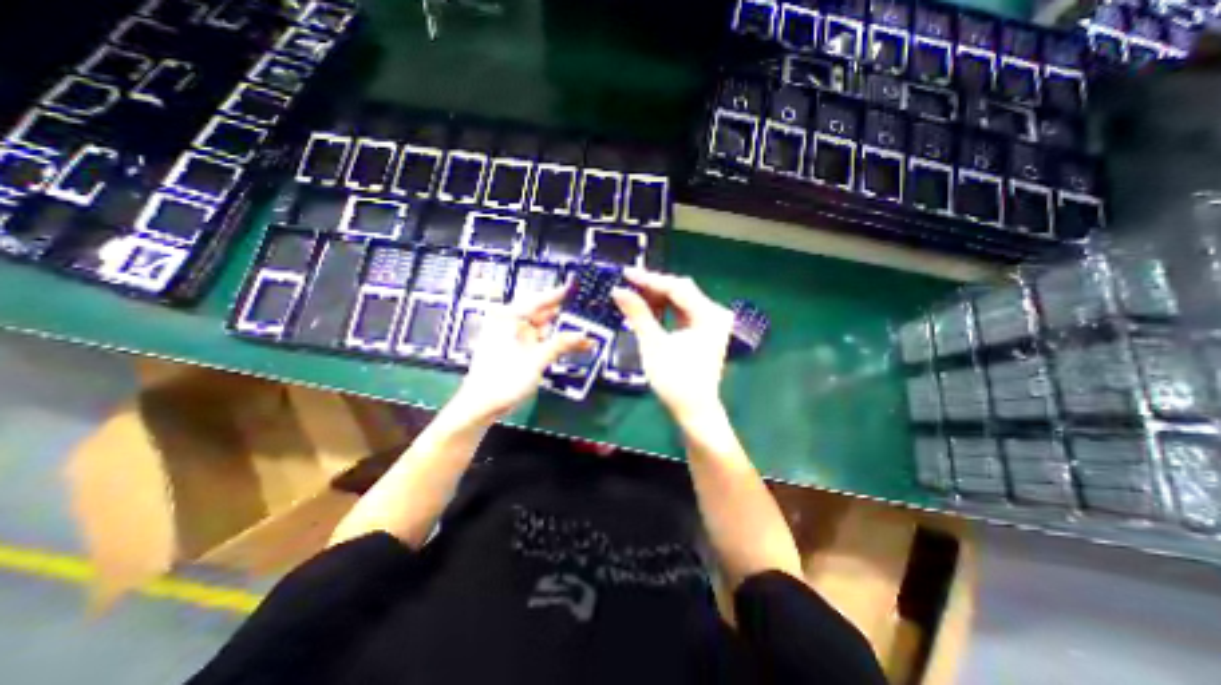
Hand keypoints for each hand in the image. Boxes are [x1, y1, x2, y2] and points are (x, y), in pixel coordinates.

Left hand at [452, 287, 590, 419]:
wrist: (482, 405)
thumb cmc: (503, 379)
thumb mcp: (536, 359)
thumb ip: (560, 344)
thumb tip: (582, 334)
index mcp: (508, 318)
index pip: (536, 301)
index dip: (556, 295)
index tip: (572, 288)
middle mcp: (509, 324)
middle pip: (541, 315)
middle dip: (563, 318)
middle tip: (584, 315)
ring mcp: (513, 338)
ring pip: (543, 331)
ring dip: (562, 334)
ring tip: (585, 336)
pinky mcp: (517, 351)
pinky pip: (540, 342)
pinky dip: (554, 345)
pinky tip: (572, 348)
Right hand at [616, 268, 728, 421]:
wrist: (694, 411)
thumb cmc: (675, 380)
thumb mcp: (653, 344)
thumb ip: (638, 314)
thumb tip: (618, 290)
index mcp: (709, 315)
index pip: (677, 288)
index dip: (650, 279)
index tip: (626, 273)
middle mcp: (715, 314)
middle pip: (682, 291)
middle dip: (654, 287)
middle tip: (628, 285)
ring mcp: (711, 323)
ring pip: (681, 301)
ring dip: (658, 298)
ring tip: (634, 296)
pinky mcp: (705, 332)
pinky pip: (683, 313)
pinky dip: (666, 310)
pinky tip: (649, 310)